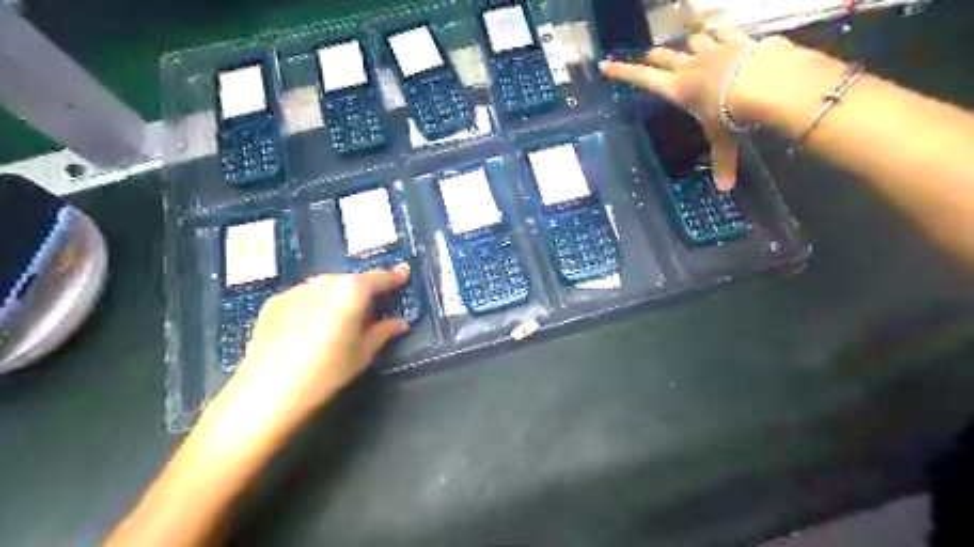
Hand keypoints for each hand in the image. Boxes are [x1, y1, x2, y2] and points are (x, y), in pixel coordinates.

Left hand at [208, 263, 410, 438]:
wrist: (267, 392)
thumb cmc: (326, 372)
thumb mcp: (363, 354)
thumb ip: (383, 332)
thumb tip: (399, 323)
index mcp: (351, 290)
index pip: (379, 278)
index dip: (394, 277)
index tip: (404, 273)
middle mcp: (324, 281)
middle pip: (351, 281)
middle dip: (363, 292)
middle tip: (369, 313)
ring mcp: (296, 289)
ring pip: (326, 287)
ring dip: (337, 298)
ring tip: (337, 323)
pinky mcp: (275, 301)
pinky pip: (304, 297)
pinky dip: (314, 306)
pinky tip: (309, 329)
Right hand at [599, 29, 793, 191]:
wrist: (764, 81)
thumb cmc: (730, 113)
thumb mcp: (723, 139)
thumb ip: (722, 161)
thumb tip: (725, 189)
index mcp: (676, 89)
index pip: (641, 78)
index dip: (622, 72)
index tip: (605, 64)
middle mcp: (689, 66)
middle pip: (663, 55)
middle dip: (654, 57)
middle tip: (649, 58)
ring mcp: (712, 49)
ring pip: (692, 40)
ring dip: (687, 44)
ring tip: (688, 47)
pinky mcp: (736, 40)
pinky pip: (723, 30)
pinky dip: (719, 32)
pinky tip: (719, 34)